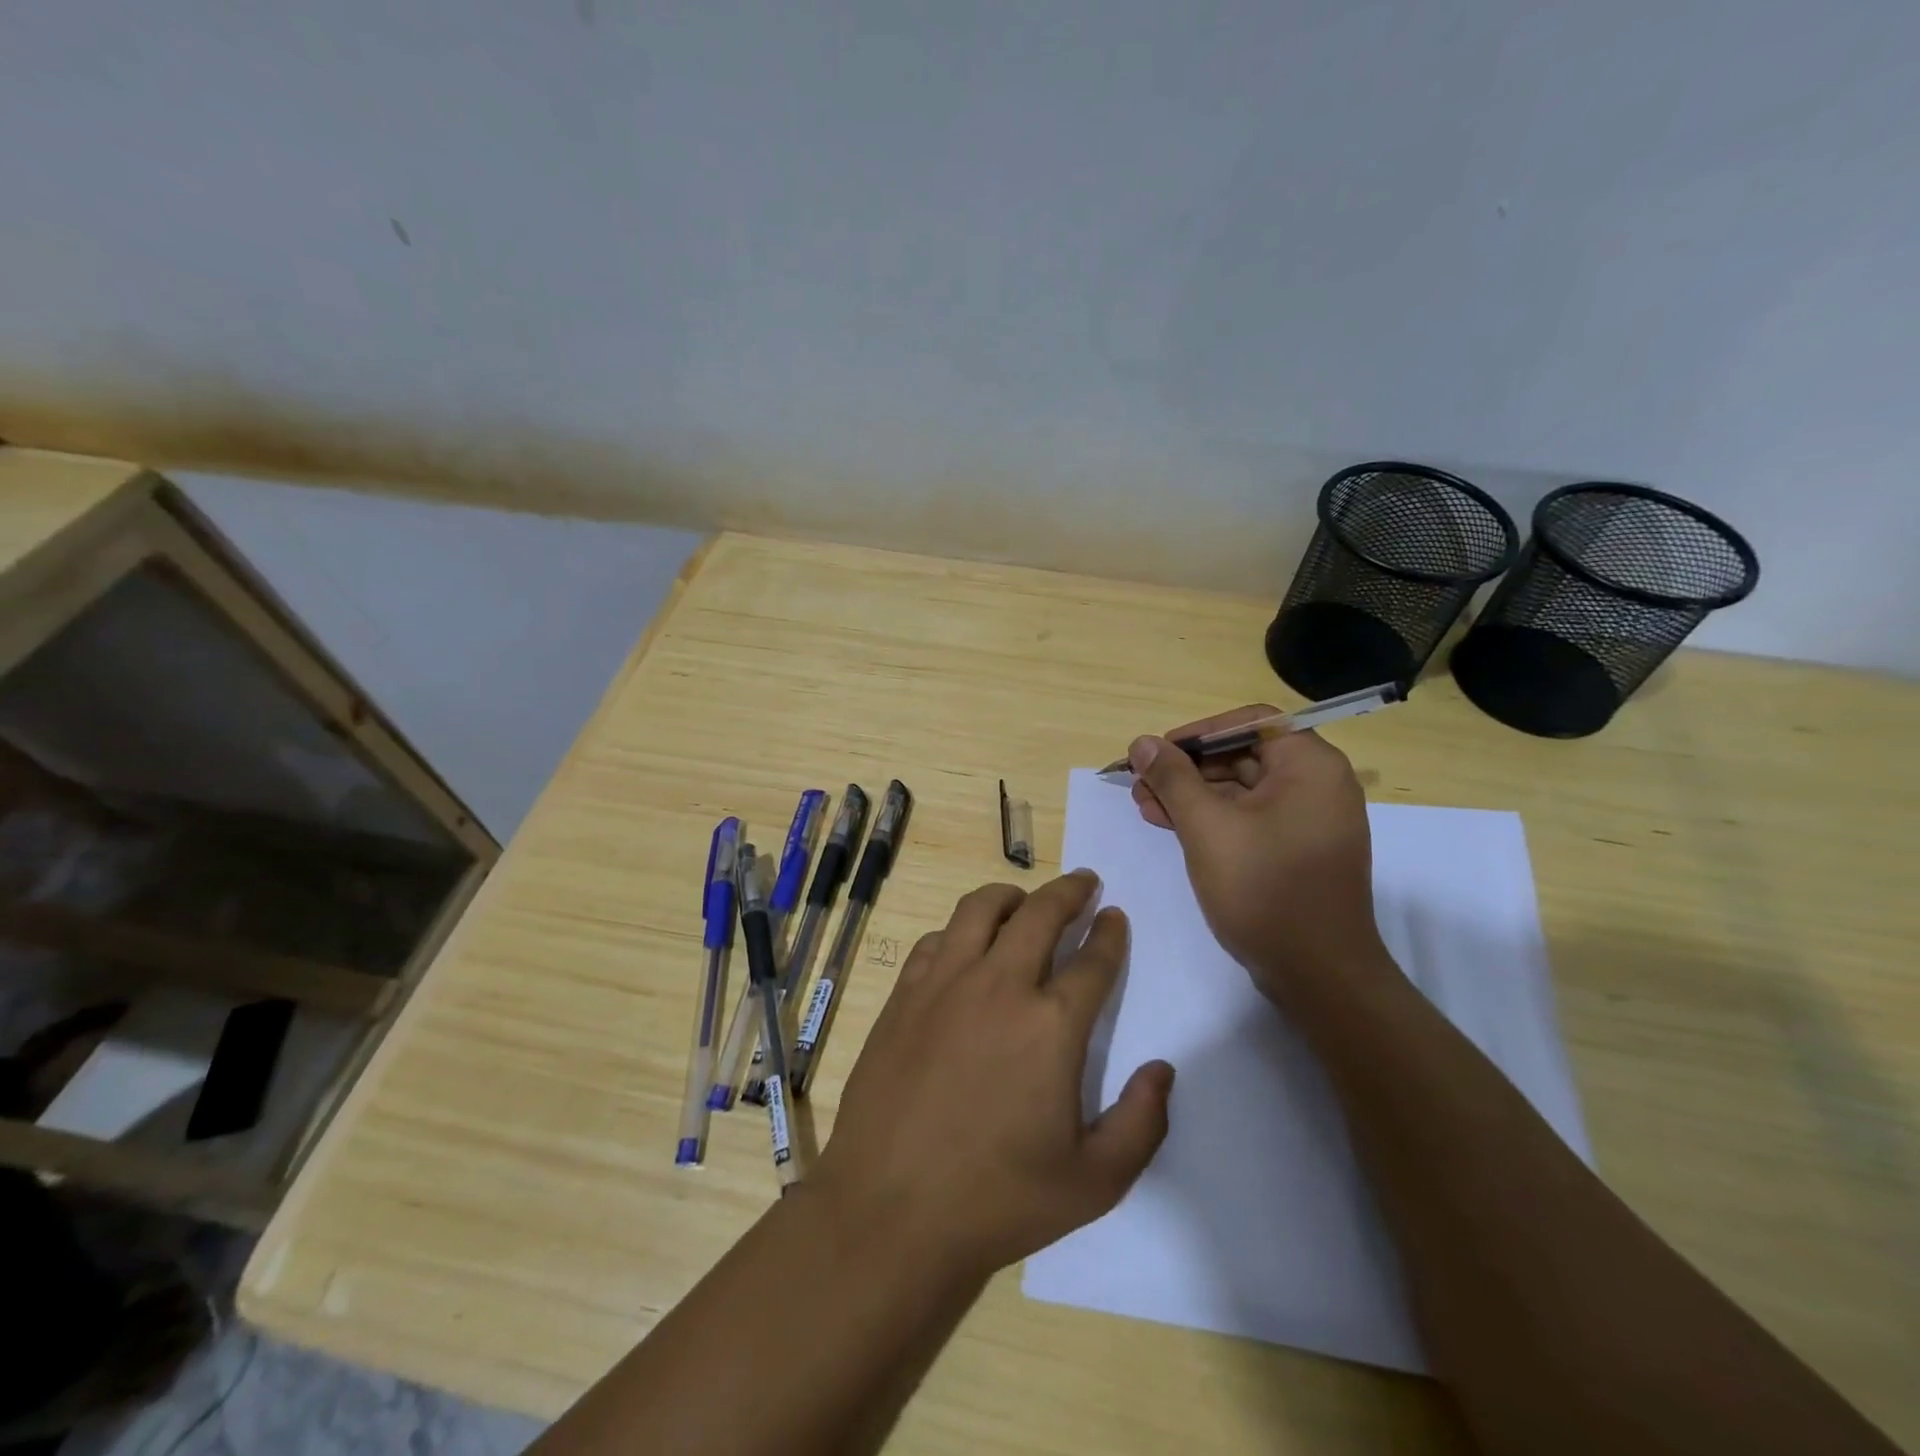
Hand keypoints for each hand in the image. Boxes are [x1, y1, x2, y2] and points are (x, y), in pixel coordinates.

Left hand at [813, 871, 1173, 1279]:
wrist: (891, 1212)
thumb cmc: (999, 1200)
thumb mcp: (1096, 1181)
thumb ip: (1143, 1122)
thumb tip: (1162, 1069)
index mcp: (1051, 1025)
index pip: (1092, 960)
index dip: (1109, 934)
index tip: (1115, 917)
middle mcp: (999, 986)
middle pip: (1041, 914)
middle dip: (1070, 891)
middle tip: (1084, 882)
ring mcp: (945, 984)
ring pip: (981, 909)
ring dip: (1011, 896)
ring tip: (1024, 901)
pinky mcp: (904, 995)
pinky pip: (937, 939)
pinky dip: (960, 931)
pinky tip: (964, 946)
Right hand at [1128, 706, 1384, 1002]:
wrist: (1317, 974)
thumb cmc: (1264, 888)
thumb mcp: (1207, 826)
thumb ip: (1173, 778)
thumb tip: (1143, 742)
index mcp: (1310, 766)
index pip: (1250, 723)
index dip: (1199, 732)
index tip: (1158, 752)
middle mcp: (1317, 785)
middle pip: (1243, 755)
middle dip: (1187, 768)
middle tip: (1141, 783)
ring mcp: (1308, 820)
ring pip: (1242, 790)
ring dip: (1192, 795)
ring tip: (1145, 806)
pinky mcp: (1296, 851)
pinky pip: (1250, 818)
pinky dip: (1212, 819)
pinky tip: (1171, 826)